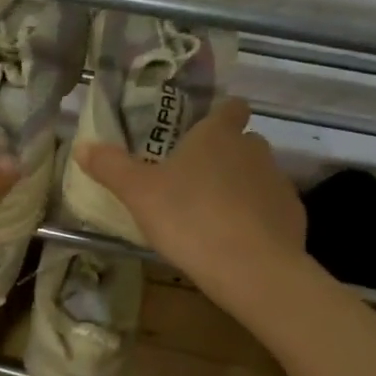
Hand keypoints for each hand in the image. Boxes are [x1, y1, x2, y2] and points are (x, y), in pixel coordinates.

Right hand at [76, 98, 303, 314]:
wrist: (251, 267)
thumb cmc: (189, 218)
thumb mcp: (138, 193)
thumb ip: (111, 167)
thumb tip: (82, 145)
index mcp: (218, 135)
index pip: (230, 108)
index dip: (220, 115)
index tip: (203, 131)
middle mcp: (253, 149)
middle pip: (242, 143)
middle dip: (223, 156)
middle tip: (193, 182)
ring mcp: (278, 182)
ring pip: (257, 176)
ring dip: (239, 188)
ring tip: (212, 217)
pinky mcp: (292, 215)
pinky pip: (270, 209)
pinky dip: (256, 218)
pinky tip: (236, 242)